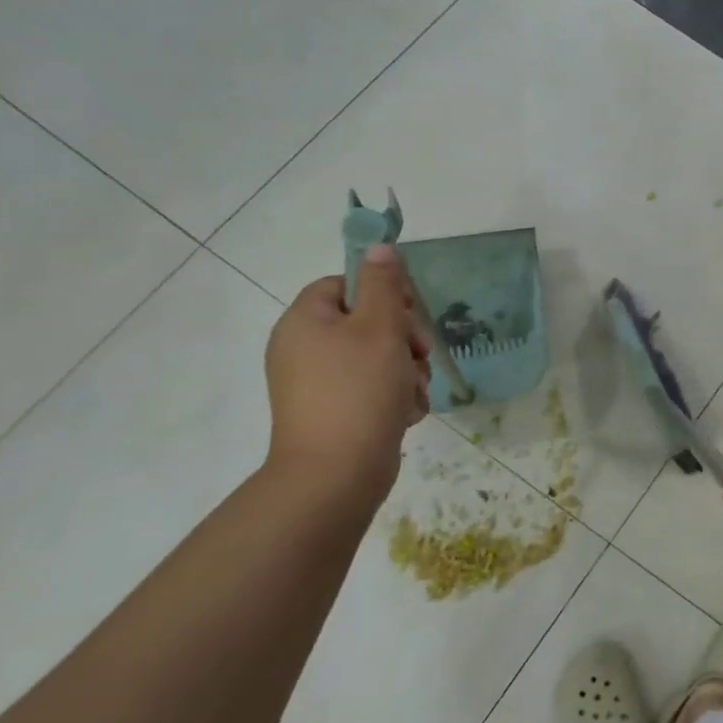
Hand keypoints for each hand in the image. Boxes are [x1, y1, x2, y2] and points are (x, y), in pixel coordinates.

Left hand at [263, 245, 431, 506]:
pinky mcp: (334, 413)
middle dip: (403, 339)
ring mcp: (317, 384)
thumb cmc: (359, 390)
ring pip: (377, 359)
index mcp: (305, 321)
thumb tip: (379, 248)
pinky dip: (393, 397)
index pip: (344, 285)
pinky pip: (371, 390)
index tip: (408, 313)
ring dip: (406, 371)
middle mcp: (304, 349)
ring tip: (411, 393)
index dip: (381, 293)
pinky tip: (404, 413)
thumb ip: (383, 285)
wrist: (336, 474)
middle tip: (419, 355)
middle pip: (366, 322)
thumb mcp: (380, 328)